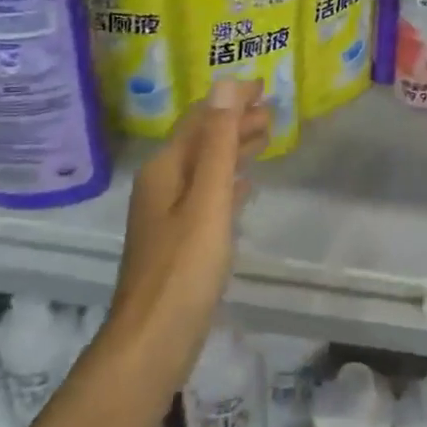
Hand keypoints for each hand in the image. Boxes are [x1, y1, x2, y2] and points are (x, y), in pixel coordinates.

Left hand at [109, 81, 270, 363]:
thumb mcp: (207, 199)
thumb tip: (226, 85)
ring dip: (234, 148)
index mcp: (166, 169)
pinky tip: (245, 186)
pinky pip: (209, 194)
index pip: (200, 118)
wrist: (152, 341)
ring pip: (206, 167)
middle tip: (273, 111)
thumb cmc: (183, 268)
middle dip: (235, 121)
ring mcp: (169, 214)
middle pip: (202, 140)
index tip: (264, 85)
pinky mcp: (180, 239)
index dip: (230, 99)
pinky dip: (229, 181)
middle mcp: (163, 184)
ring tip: (266, 137)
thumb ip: (219, 143)